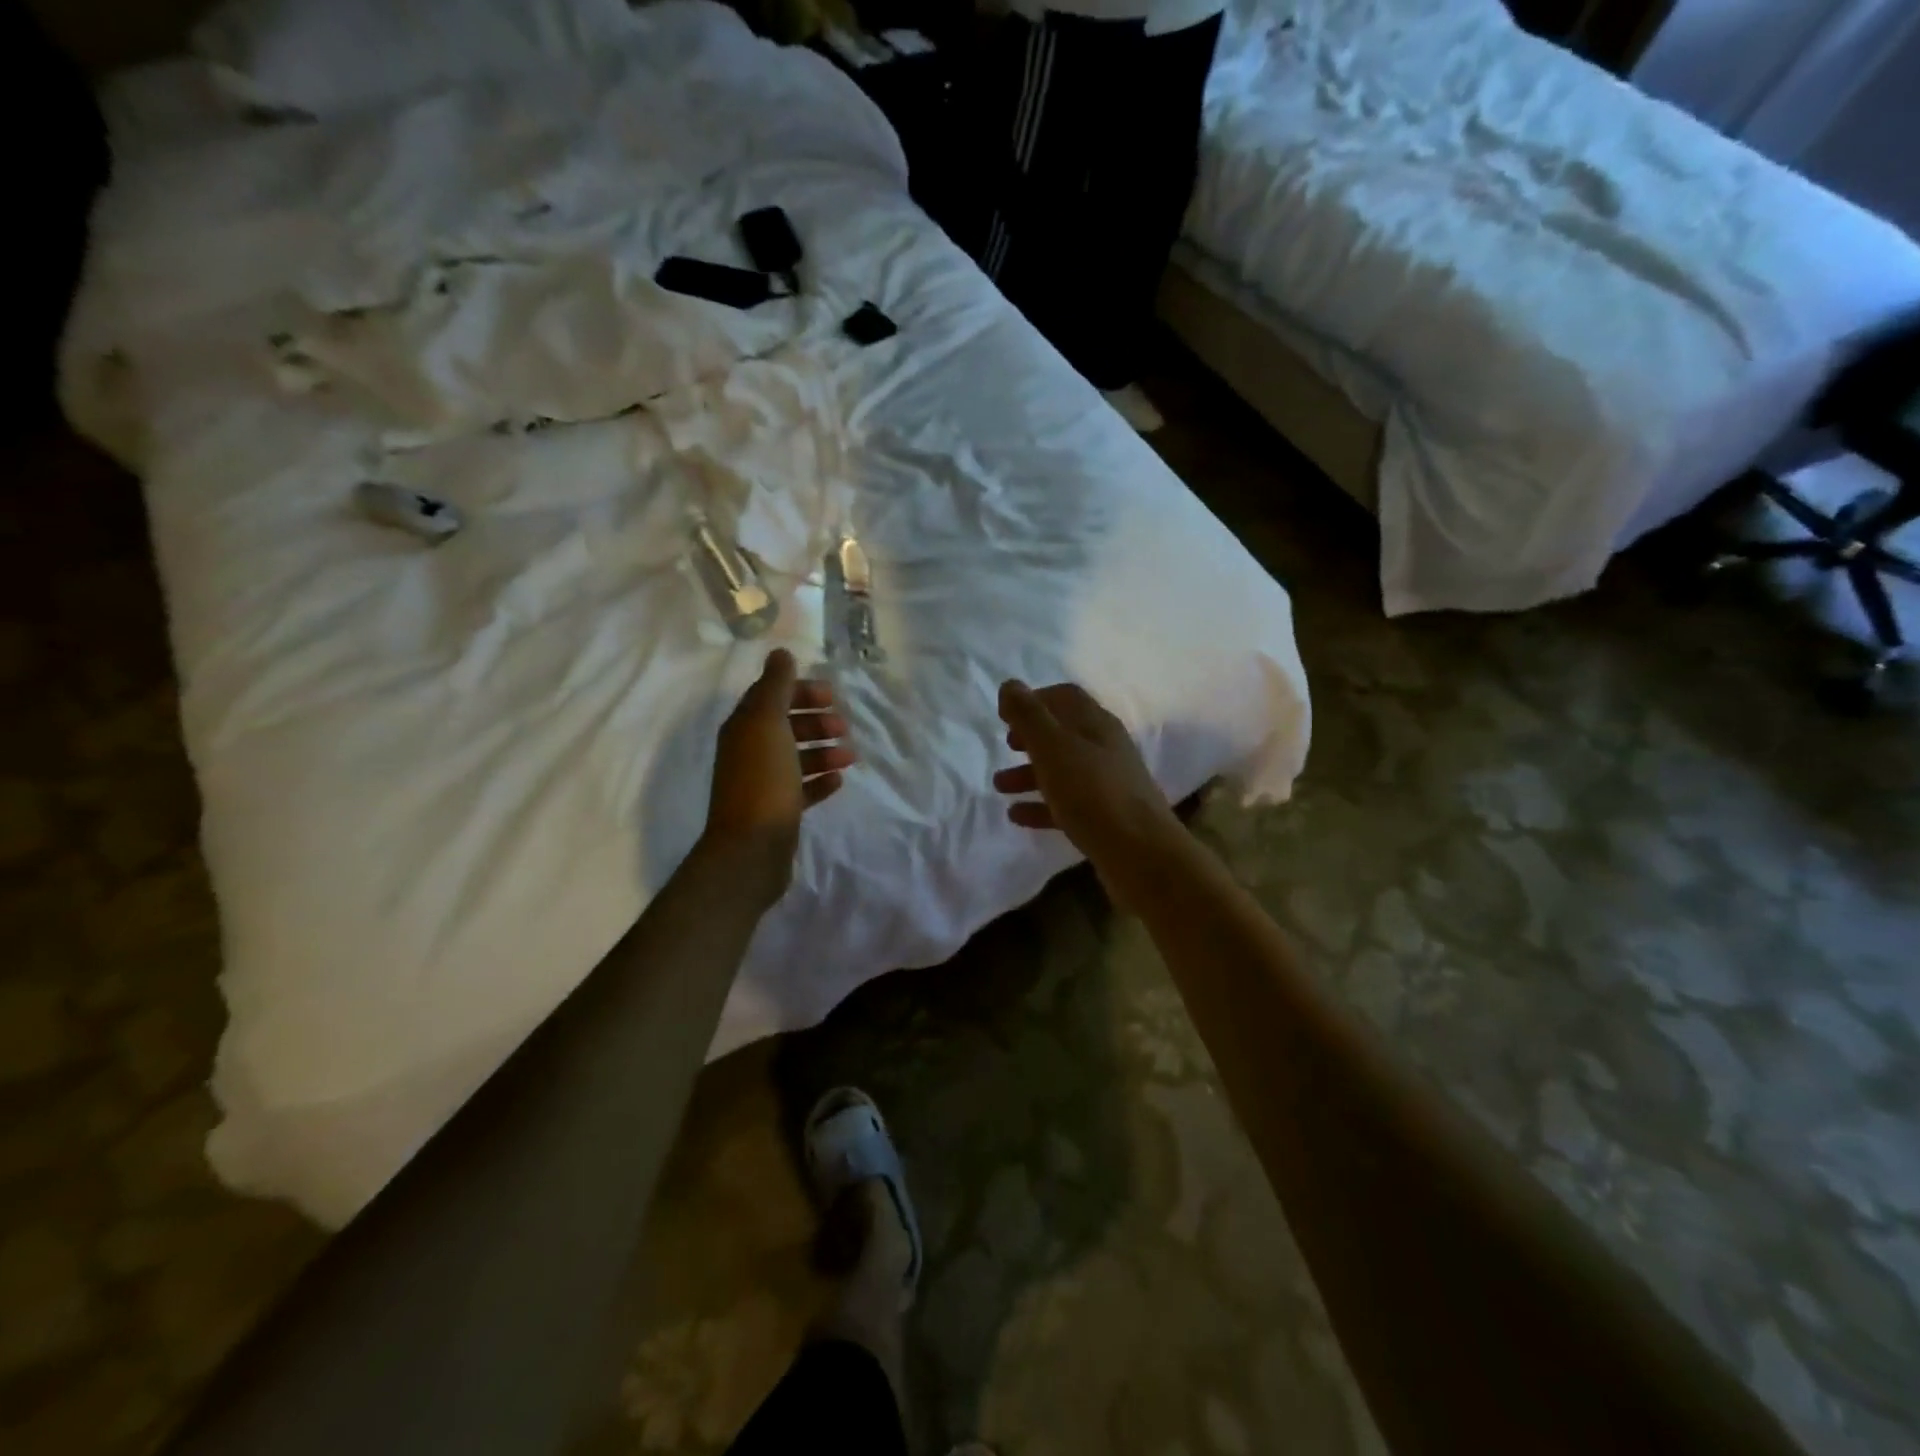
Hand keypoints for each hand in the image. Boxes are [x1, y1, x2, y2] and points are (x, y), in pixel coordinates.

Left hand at [700, 649, 853, 898]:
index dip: (801, 691)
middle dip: (816, 722)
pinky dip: (820, 781)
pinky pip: (802, 788)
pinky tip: (838, 781)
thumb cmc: (762, 780)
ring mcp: (763, 783)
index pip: (772, 696)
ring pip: (797, 757)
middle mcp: (749, 751)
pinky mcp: (777, 811)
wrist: (750, 849)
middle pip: (786, 726)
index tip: (832, 697)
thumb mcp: (767, 724)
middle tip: (843, 727)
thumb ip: (775, 687)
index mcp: (744, 727)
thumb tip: (780, 653)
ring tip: (848, 757)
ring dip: (823, 751)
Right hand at [992, 680, 1187, 905]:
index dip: (1035, 700)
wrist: (1140, 854)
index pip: (1065, 697)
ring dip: (1030, 774)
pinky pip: (1067, 804)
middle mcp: (1105, 749)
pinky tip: (1018, 816)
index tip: (1006, 714)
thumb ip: (1029, 716)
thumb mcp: (1053, 748)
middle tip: (1006, 746)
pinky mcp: (1105, 817)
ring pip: (1063, 770)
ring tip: (1000, 787)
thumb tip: (1010, 685)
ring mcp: (1108, 784)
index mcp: (1096, 724)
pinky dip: (1041, 806)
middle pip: (1063, 734)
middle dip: (1031, 738)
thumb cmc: (1093, 793)